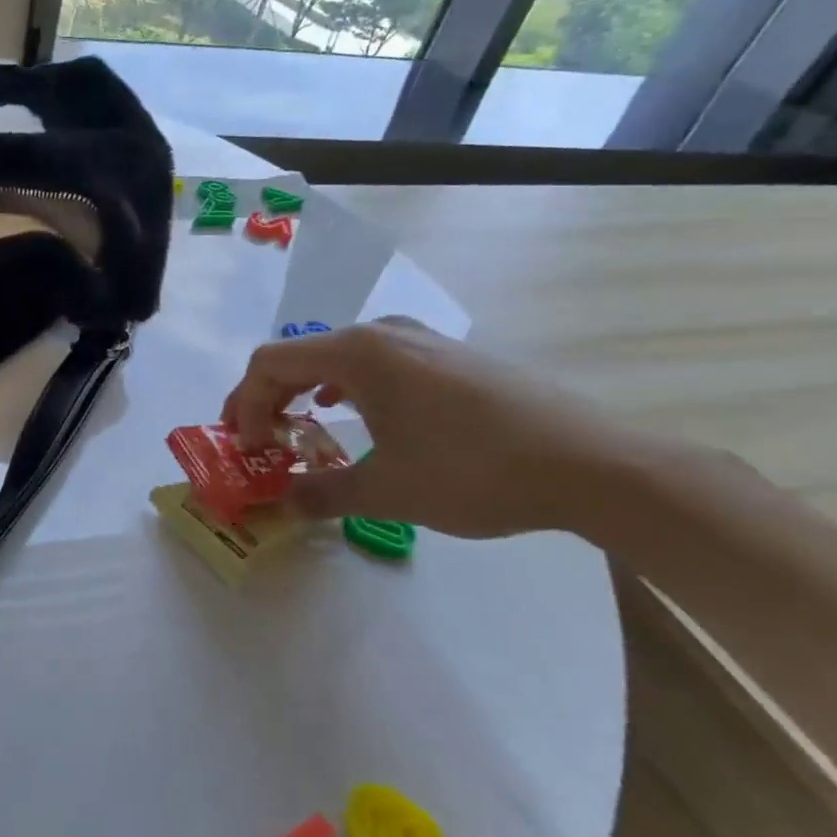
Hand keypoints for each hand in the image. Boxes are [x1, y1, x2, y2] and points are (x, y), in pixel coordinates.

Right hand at [221, 318, 640, 538]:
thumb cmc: (473, 471)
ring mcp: (422, 340)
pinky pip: (375, 364)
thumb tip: (283, 503)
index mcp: (358, 353)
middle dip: (269, 399)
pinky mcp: (450, 357)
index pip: (270, 364)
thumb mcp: (387, 491)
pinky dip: (346, 389)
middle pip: (299, 356)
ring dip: (306, 393)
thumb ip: (321, 494)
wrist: (591, 464)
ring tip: (301, 429)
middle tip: (259, 441)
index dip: (245, 405)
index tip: (247, 449)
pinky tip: (356, 415)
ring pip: (337, 357)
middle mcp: (384, 333)